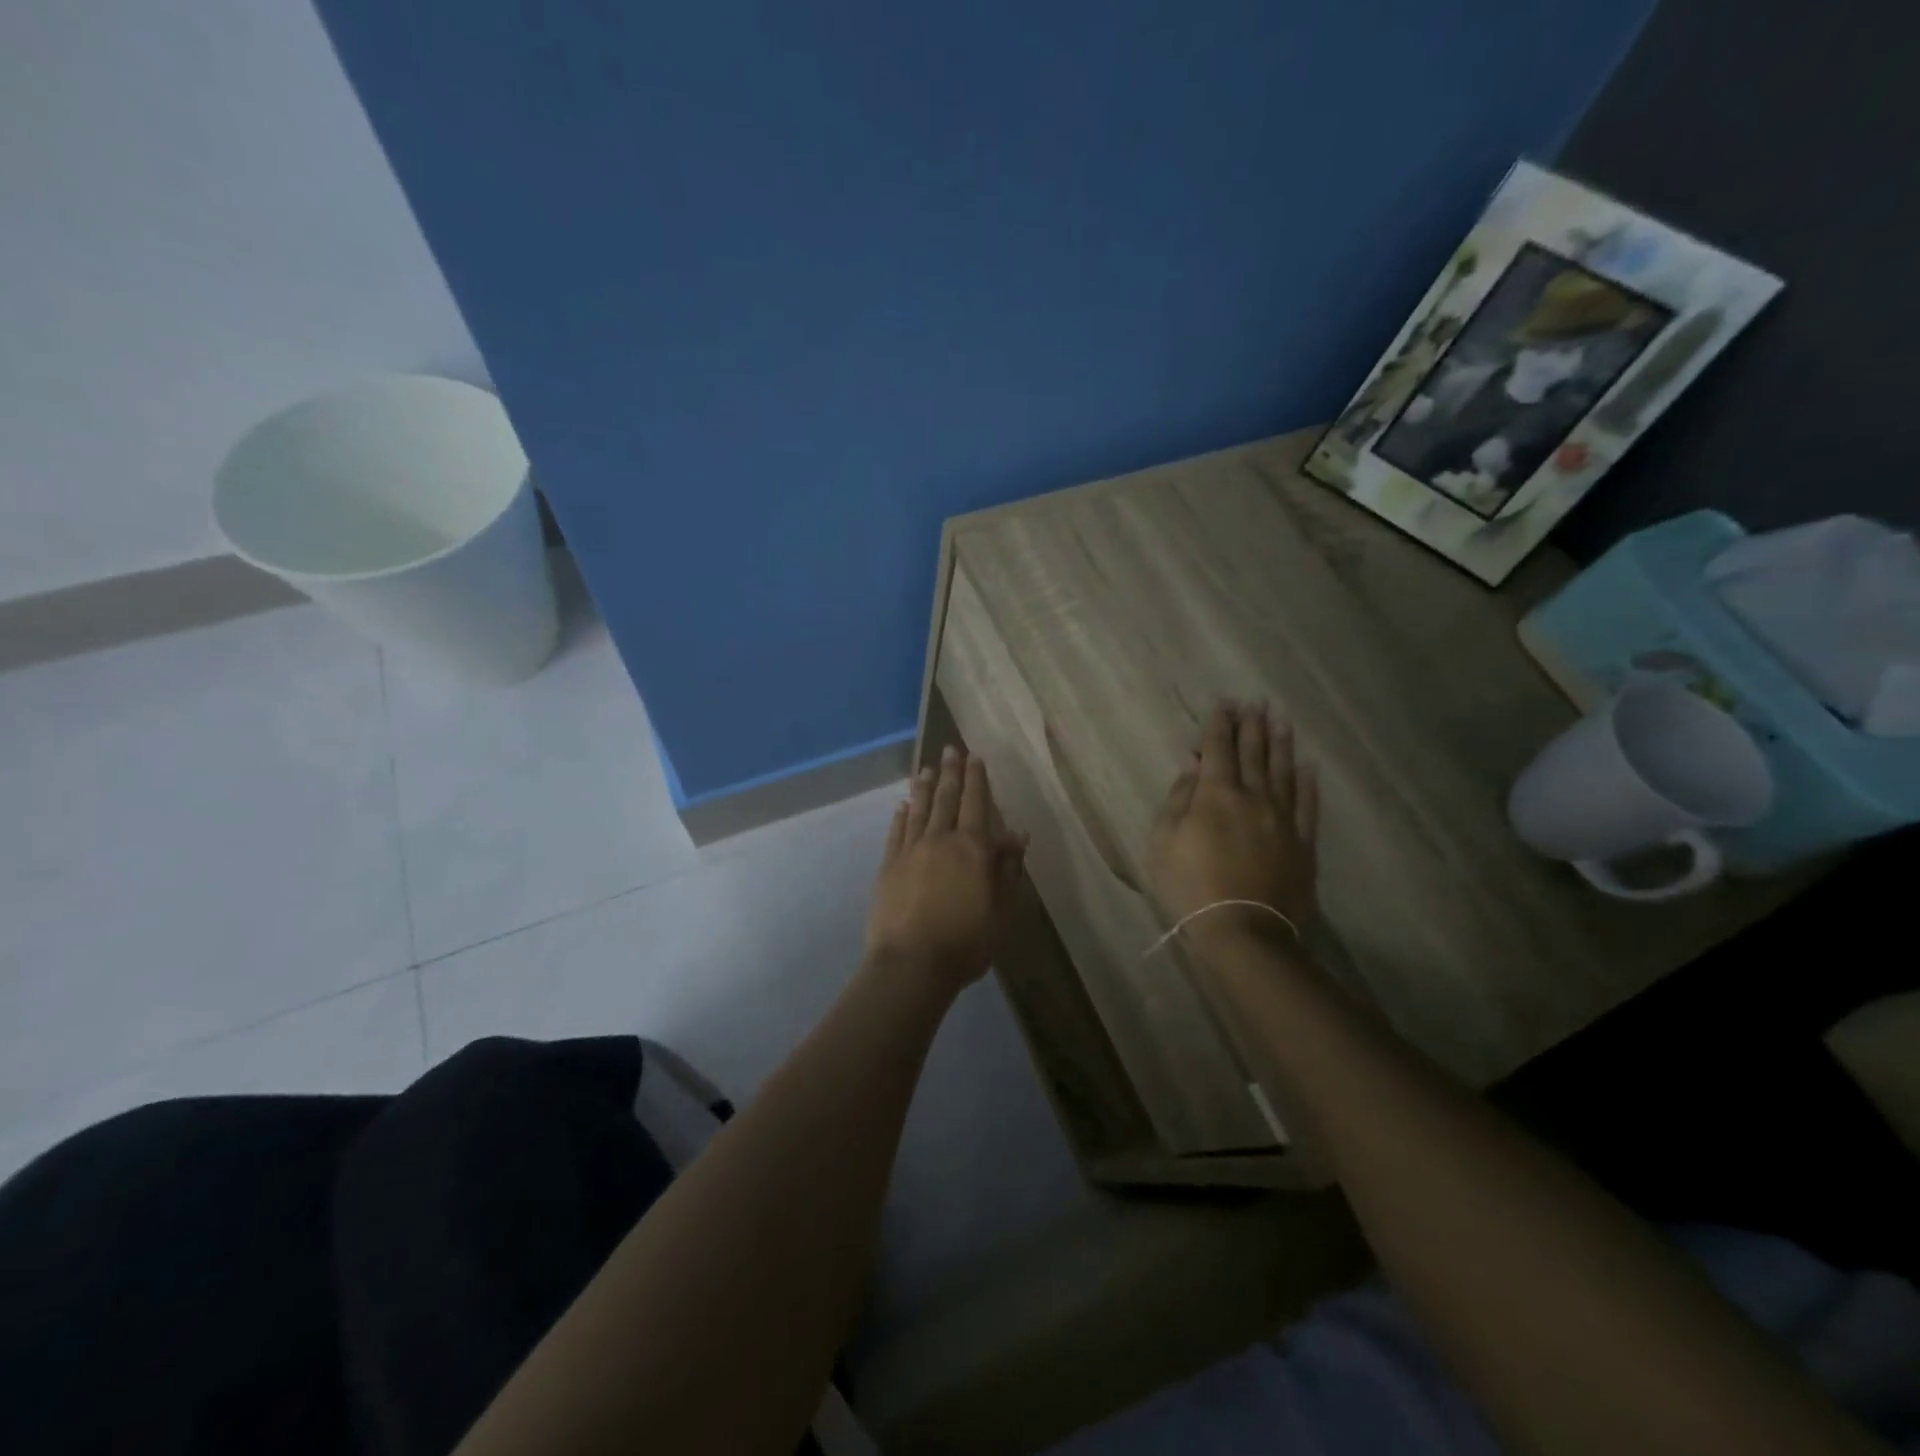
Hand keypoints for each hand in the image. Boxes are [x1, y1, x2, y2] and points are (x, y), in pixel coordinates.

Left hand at [866, 746, 1027, 993]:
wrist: (911, 963)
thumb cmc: (966, 941)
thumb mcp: (1001, 909)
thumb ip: (1007, 869)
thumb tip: (1017, 835)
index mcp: (972, 848)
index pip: (976, 804)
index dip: (977, 779)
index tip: (975, 757)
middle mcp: (940, 840)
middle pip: (946, 798)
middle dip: (950, 772)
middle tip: (950, 749)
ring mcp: (910, 851)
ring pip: (919, 809)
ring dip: (923, 787)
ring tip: (925, 767)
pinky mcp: (888, 866)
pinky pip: (896, 832)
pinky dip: (901, 815)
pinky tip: (902, 805)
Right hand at [1148, 701, 1319, 953]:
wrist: (1242, 930)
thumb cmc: (1190, 885)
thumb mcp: (1164, 841)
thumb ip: (1179, 799)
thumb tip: (1194, 767)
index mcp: (1216, 794)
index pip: (1218, 748)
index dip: (1219, 724)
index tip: (1224, 703)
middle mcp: (1253, 796)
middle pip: (1253, 753)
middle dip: (1251, 725)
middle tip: (1255, 702)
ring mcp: (1282, 819)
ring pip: (1283, 771)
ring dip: (1280, 743)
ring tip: (1281, 720)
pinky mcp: (1302, 842)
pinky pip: (1307, 804)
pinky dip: (1307, 782)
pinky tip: (1307, 766)